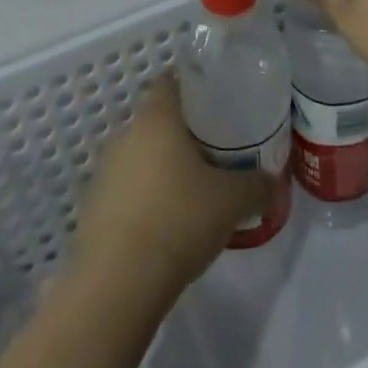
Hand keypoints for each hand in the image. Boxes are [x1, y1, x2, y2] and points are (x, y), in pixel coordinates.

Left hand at [70, 78, 270, 296]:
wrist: (115, 286)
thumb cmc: (177, 220)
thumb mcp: (232, 201)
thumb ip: (257, 185)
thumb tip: (274, 183)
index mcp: (156, 117)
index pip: (171, 81)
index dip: (194, 88)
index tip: (217, 105)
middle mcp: (125, 134)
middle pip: (157, 120)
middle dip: (183, 134)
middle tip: (215, 152)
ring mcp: (104, 172)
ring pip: (141, 156)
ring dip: (163, 169)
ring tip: (194, 192)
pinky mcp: (93, 209)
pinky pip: (127, 190)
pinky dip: (146, 199)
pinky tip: (167, 225)